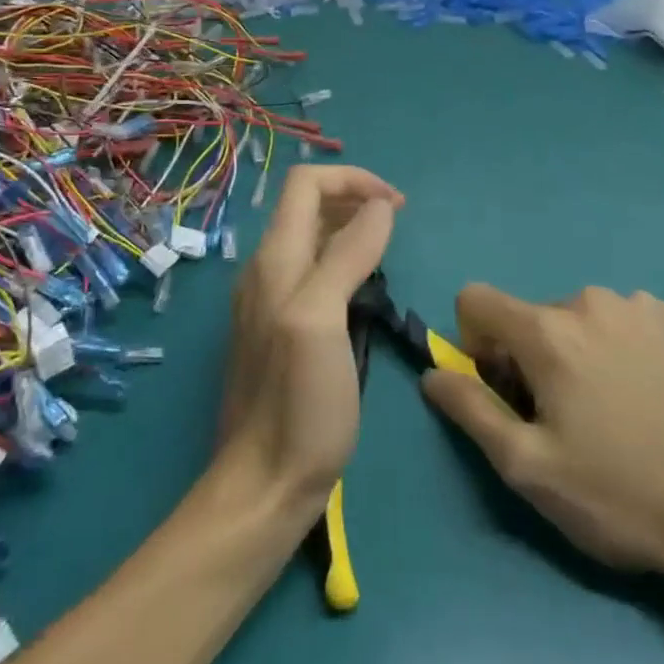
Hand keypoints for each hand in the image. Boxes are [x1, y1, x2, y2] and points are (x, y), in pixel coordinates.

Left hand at [213, 165, 402, 519]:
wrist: (264, 484)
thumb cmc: (298, 402)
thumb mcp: (322, 320)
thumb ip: (346, 256)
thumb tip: (378, 206)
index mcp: (275, 259)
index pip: (306, 184)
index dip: (353, 180)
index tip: (397, 204)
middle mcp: (267, 269)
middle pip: (307, 205)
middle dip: (354, 198)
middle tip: (399, 221)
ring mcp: (271, 300)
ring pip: (311, 238)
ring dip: (351, 227)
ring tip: (388, 249)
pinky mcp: (281, 328)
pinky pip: (313, 271)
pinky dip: (344, 259)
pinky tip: (366, 288)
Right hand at [421, 284, 663, 583]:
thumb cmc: (615, 493)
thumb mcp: (527, 467)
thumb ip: (470, 409)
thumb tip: (433, 373)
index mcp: (547, 330)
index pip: (475, 299)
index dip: (473, 341)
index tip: (503, 388)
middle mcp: (588, 300)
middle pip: (530, 315)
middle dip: (531, 355)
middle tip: (564, 415)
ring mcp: (638, 304)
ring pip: (577, 317)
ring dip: (577, 349)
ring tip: (611, 407)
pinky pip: (623, 318)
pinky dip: (620, 344)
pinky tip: (645, 390)